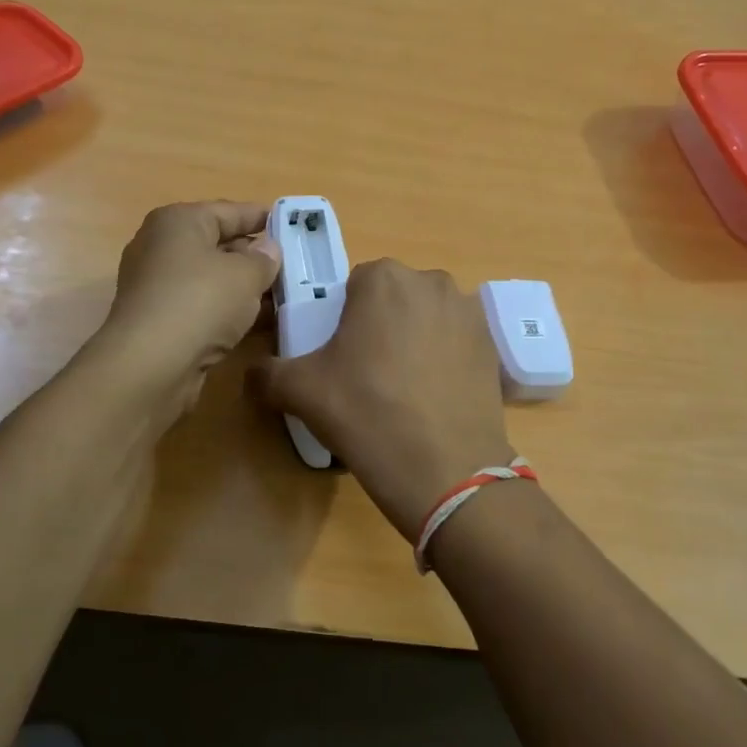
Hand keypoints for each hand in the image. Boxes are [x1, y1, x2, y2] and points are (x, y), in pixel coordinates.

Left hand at [93, 201, 279, 419]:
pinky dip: (228, 311)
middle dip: (255, 256)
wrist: (151, 365)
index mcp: (178, 221)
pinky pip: (203, 306)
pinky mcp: (160, 320)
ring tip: (283, 296)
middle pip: (218, 244)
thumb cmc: (200, 302)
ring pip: (212, 279)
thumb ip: (264, 258)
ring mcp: (157, 286)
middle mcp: (161, 247)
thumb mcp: (246, 274)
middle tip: (293, 266)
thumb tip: (268, 249)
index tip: (292, 225)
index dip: (262, 217)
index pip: (229, 211)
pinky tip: (258, 323)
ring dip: (245, 288)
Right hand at [253, 259, 512, 540]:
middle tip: (368, 373)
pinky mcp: (493, 346)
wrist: (446, 468)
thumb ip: (267, 372)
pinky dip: (443, 359)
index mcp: (383, 278)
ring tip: (404, 389)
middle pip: (394, 298)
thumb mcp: (300, 391)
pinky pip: (455, 342)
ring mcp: (469, 313)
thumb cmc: (366, 413)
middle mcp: (432, 281)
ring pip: (427, 318)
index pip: (354, 286)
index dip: (343, 319)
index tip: (340, 355)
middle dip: (381, 325)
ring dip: (414, 339)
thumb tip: (253, 374)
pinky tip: (433, 398)